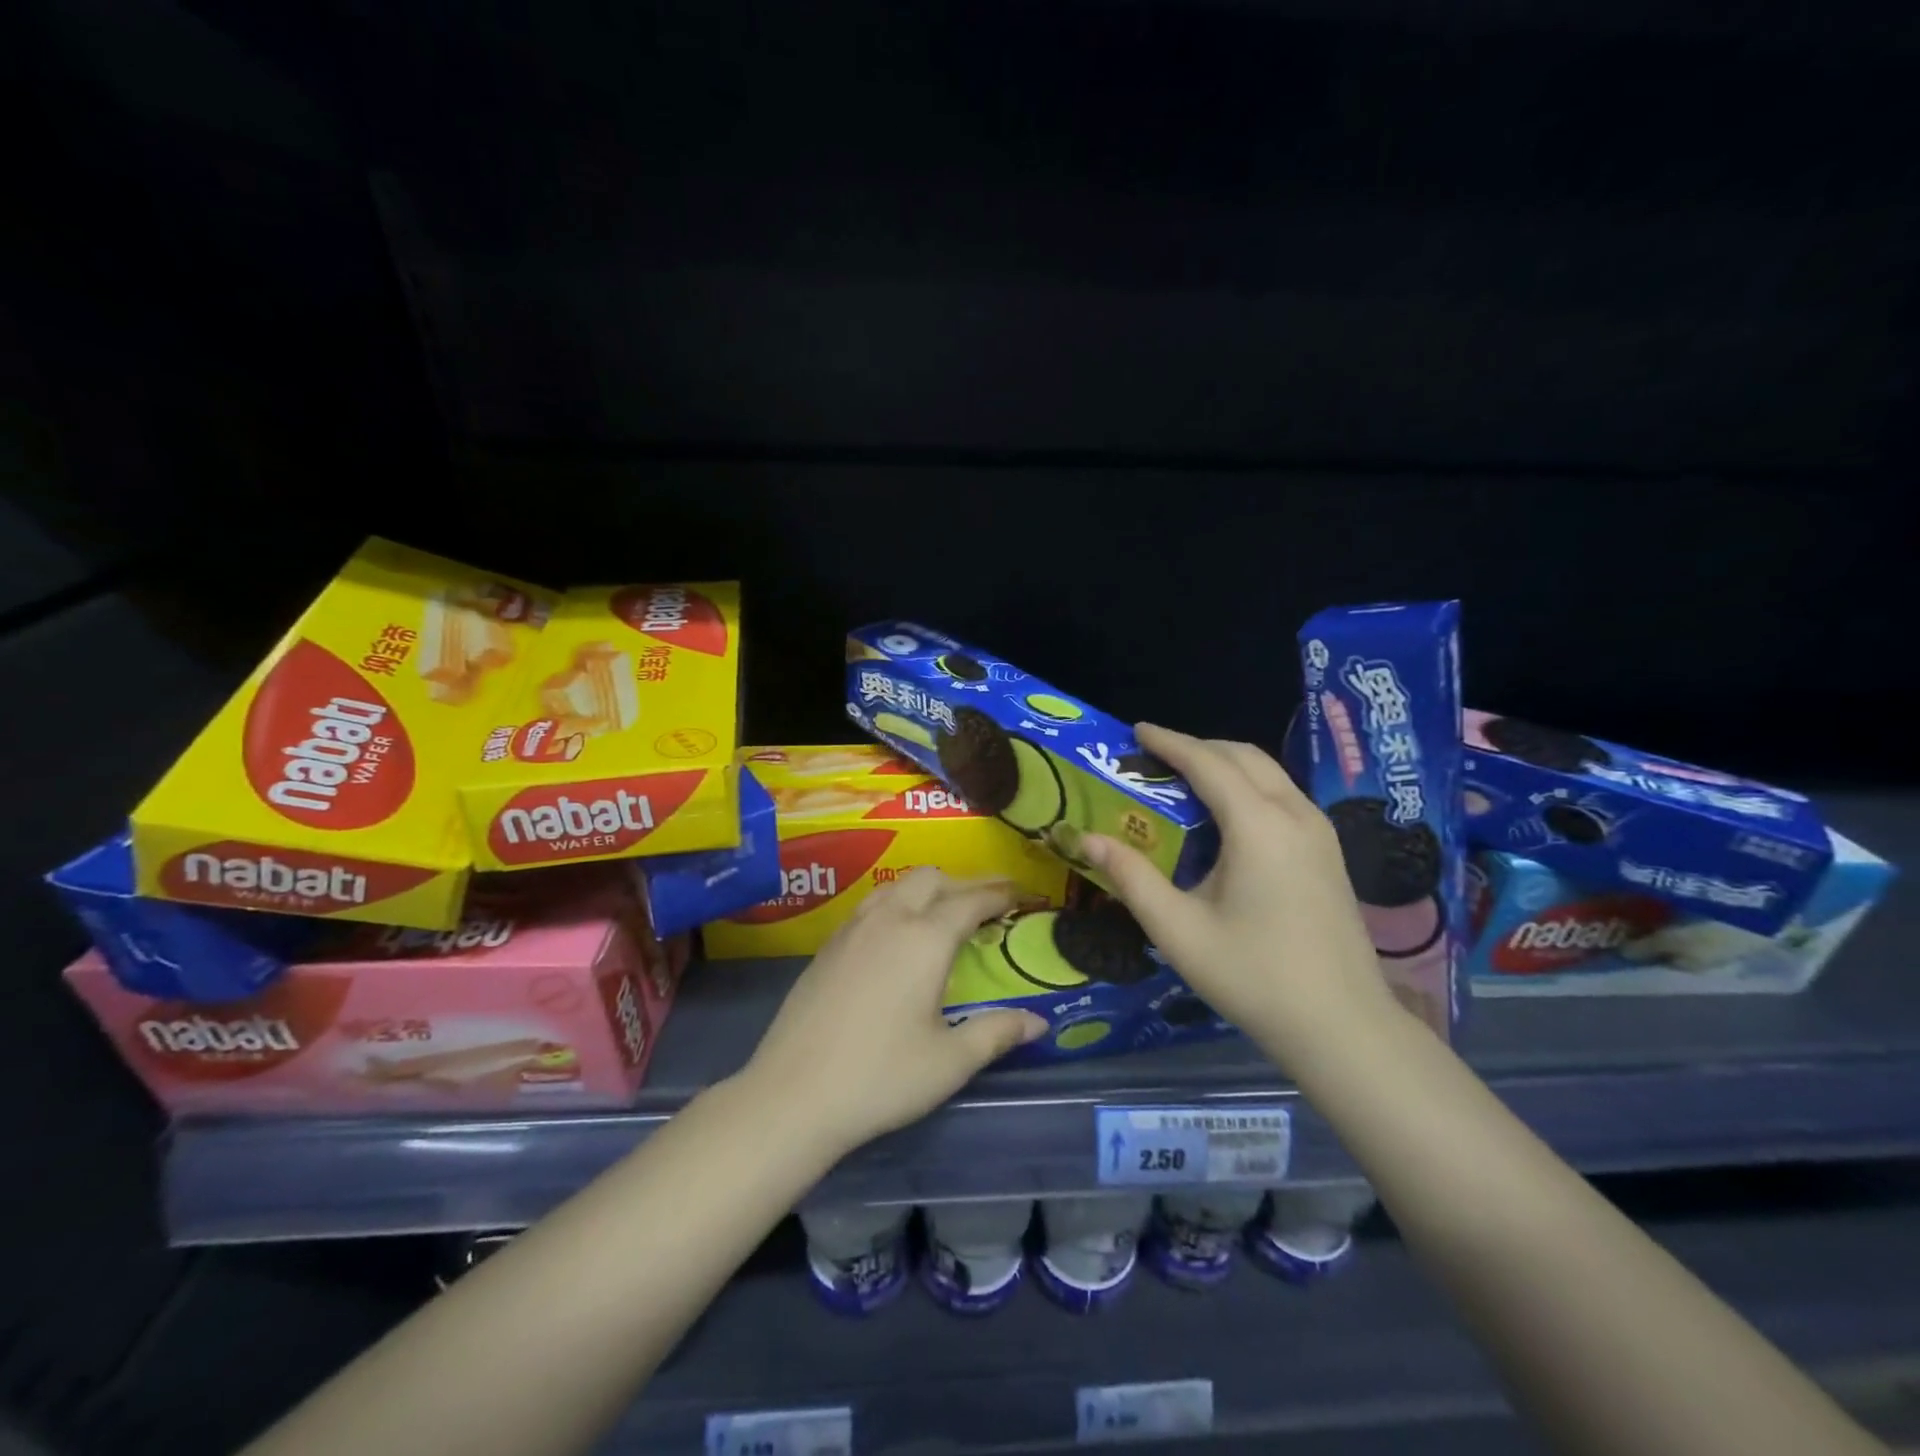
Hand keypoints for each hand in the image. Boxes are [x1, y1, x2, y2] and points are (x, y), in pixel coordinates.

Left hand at [739, 869, 1049, 1159]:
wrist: (792, 1095)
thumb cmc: (881, 1077)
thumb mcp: (950, 1061)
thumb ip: (997, 1033)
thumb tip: (1038, 1023)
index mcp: (925, 939)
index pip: (971, 900)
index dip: (1000, 893)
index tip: (1022, 894)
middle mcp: (889, 919)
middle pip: (931, 878)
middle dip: (963, 884)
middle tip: (986, 907)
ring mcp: (852, 929)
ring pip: (896, 886)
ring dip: (926, 890)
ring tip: (943, 916)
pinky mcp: (827, 946)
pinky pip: (870, 905)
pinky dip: (896, 905)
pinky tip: (896, 939)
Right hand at [1080, 723, 1397, 1062]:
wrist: (1342, 1027)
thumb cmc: (1253, 976)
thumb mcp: (1178, 930)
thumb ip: (1131, 878)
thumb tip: (1086, 838)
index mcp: (1258, 825)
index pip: (1207, 763)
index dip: (1169, 742)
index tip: (1136, 730)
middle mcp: (1295, 814)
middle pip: (1243, 756)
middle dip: (1197, 746)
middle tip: (1154, 756)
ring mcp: (1320, 832)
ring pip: (1269, 773)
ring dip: (1225, 764)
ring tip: (1184, 779)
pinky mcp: (1329, 853)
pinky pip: (1283, 795)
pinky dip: (1248, 785)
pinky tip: (1226, 815)